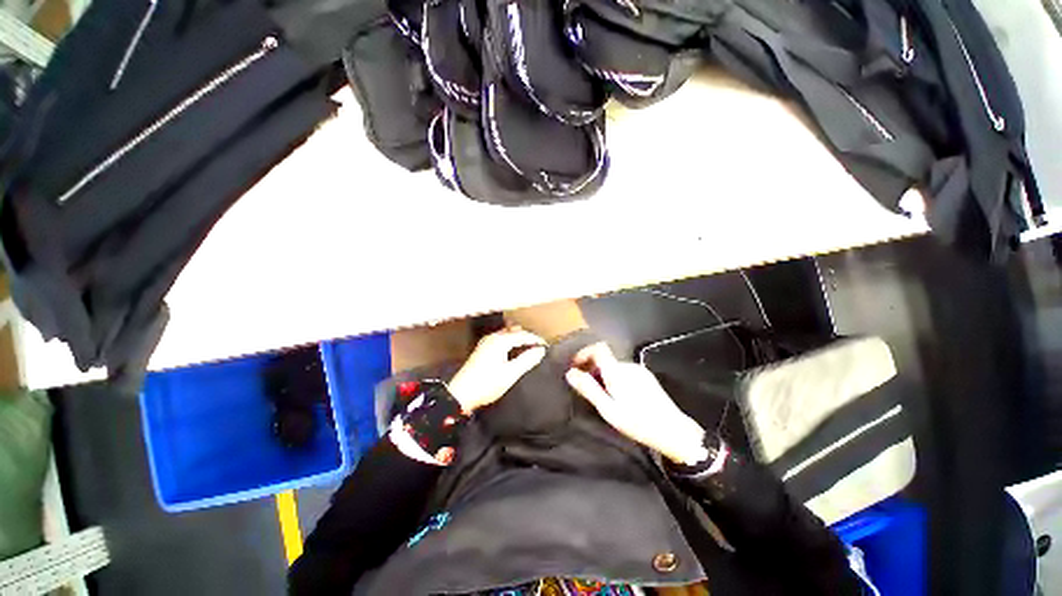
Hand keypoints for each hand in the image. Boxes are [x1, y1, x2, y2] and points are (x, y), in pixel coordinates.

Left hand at [448, 327, 546, 412]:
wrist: (461, 394)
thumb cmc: (487, 384)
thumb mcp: (510, 374)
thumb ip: (527, 360)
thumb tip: (540, 350)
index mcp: (500, 341)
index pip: (523, 335)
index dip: (536, 339)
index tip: (546, 345)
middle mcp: (492, 337)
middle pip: (514, 331)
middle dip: (527, 335)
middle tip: (538, 343)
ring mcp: (485, 342)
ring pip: (506, 334)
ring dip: (517, 337)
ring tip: (528, 344)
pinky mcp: (481, 349)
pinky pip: (500, 338)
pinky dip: (509, 340)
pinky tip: (512, 348)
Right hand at [565, 343, 708, 465]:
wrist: (673, 432)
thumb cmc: (637, 422)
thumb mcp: (608, 409)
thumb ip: (589, 389)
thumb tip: (570, 373)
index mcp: (617, 371)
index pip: (598, 348)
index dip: (584, 353)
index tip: (576, 366)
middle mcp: (628, 366)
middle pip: (605, 358)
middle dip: (592, 368)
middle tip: (587, 388)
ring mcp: (639, 371)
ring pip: (614, 366)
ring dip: (604, 375)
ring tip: (602, 396)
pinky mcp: (647, 378)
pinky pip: (624, 372)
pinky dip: (615, 378)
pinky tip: (619, 397)